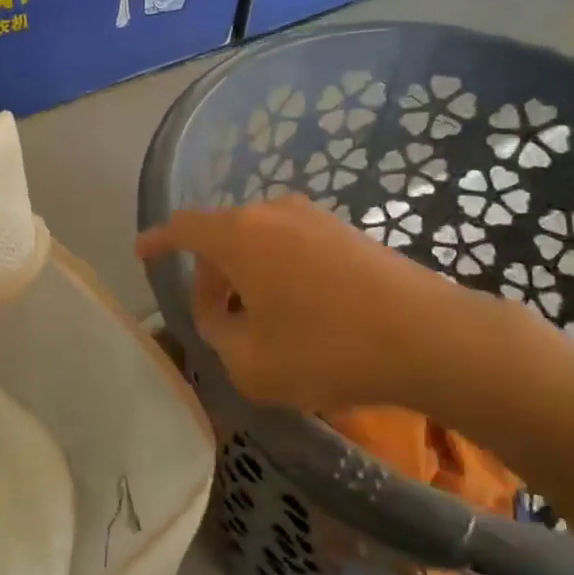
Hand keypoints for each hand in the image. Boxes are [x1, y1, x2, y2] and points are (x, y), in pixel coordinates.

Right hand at [135, 195, 524, 423]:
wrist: (431, 338)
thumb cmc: (327, 348)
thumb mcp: (250, 362)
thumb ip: (219, 336)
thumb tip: (224, 319)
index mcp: (240, 234)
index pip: (184, 227)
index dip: (158, 239)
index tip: (142, 252)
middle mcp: (273, 212)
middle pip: (223, 238)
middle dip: (210, 278)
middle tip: (214, 322)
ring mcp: (316, 218)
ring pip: (260, 243)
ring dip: (248, 279)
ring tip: (259, 326)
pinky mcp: (348, 233)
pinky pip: (293, 248)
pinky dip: (280, 275)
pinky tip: (300, 316)